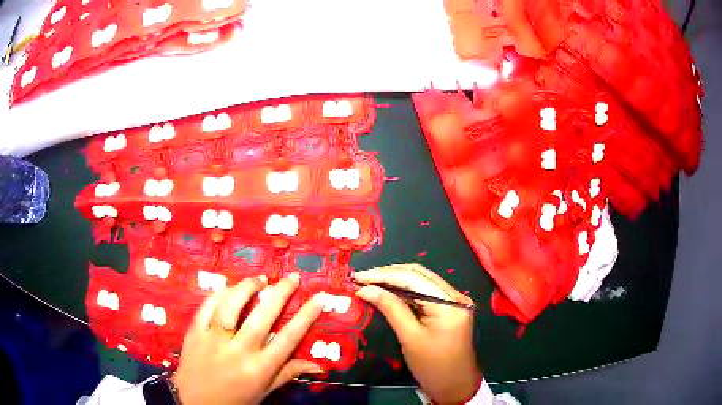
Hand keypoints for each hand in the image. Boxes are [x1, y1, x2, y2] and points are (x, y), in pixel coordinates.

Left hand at [172, 273, 325, 404]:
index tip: (318, 298)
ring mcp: (213, 340)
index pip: (288, 339)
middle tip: (291, 277)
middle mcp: (238, 351)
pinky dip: (220, 294)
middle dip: (280, 293)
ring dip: (247, 288)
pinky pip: (207, 307)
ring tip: (260, 280)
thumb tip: (318, 366)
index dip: (305, 316)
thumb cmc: (235, 399)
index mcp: (259, 368)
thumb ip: (288, 373)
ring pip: (231, 306)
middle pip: (261, 317)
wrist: (195, 403)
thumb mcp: (265, 391)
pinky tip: (230, 288)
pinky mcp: (194, 332)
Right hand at [355, 264, 481, 404]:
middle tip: (362, 278)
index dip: (384, 275)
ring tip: (371, 282)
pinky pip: (425, 292)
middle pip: (419, 275)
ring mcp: (455, 301)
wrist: (456, 386)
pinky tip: (389, 292)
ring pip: (422, 281)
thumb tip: (366, 288)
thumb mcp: (410, 338)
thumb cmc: (433, 367)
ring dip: (396, 280)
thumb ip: (391, 309)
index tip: (359, 277)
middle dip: (389, 274)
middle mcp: (455, 295)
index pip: (413, 278)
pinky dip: (406, 291)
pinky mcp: (450, 308)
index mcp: (449, 303)